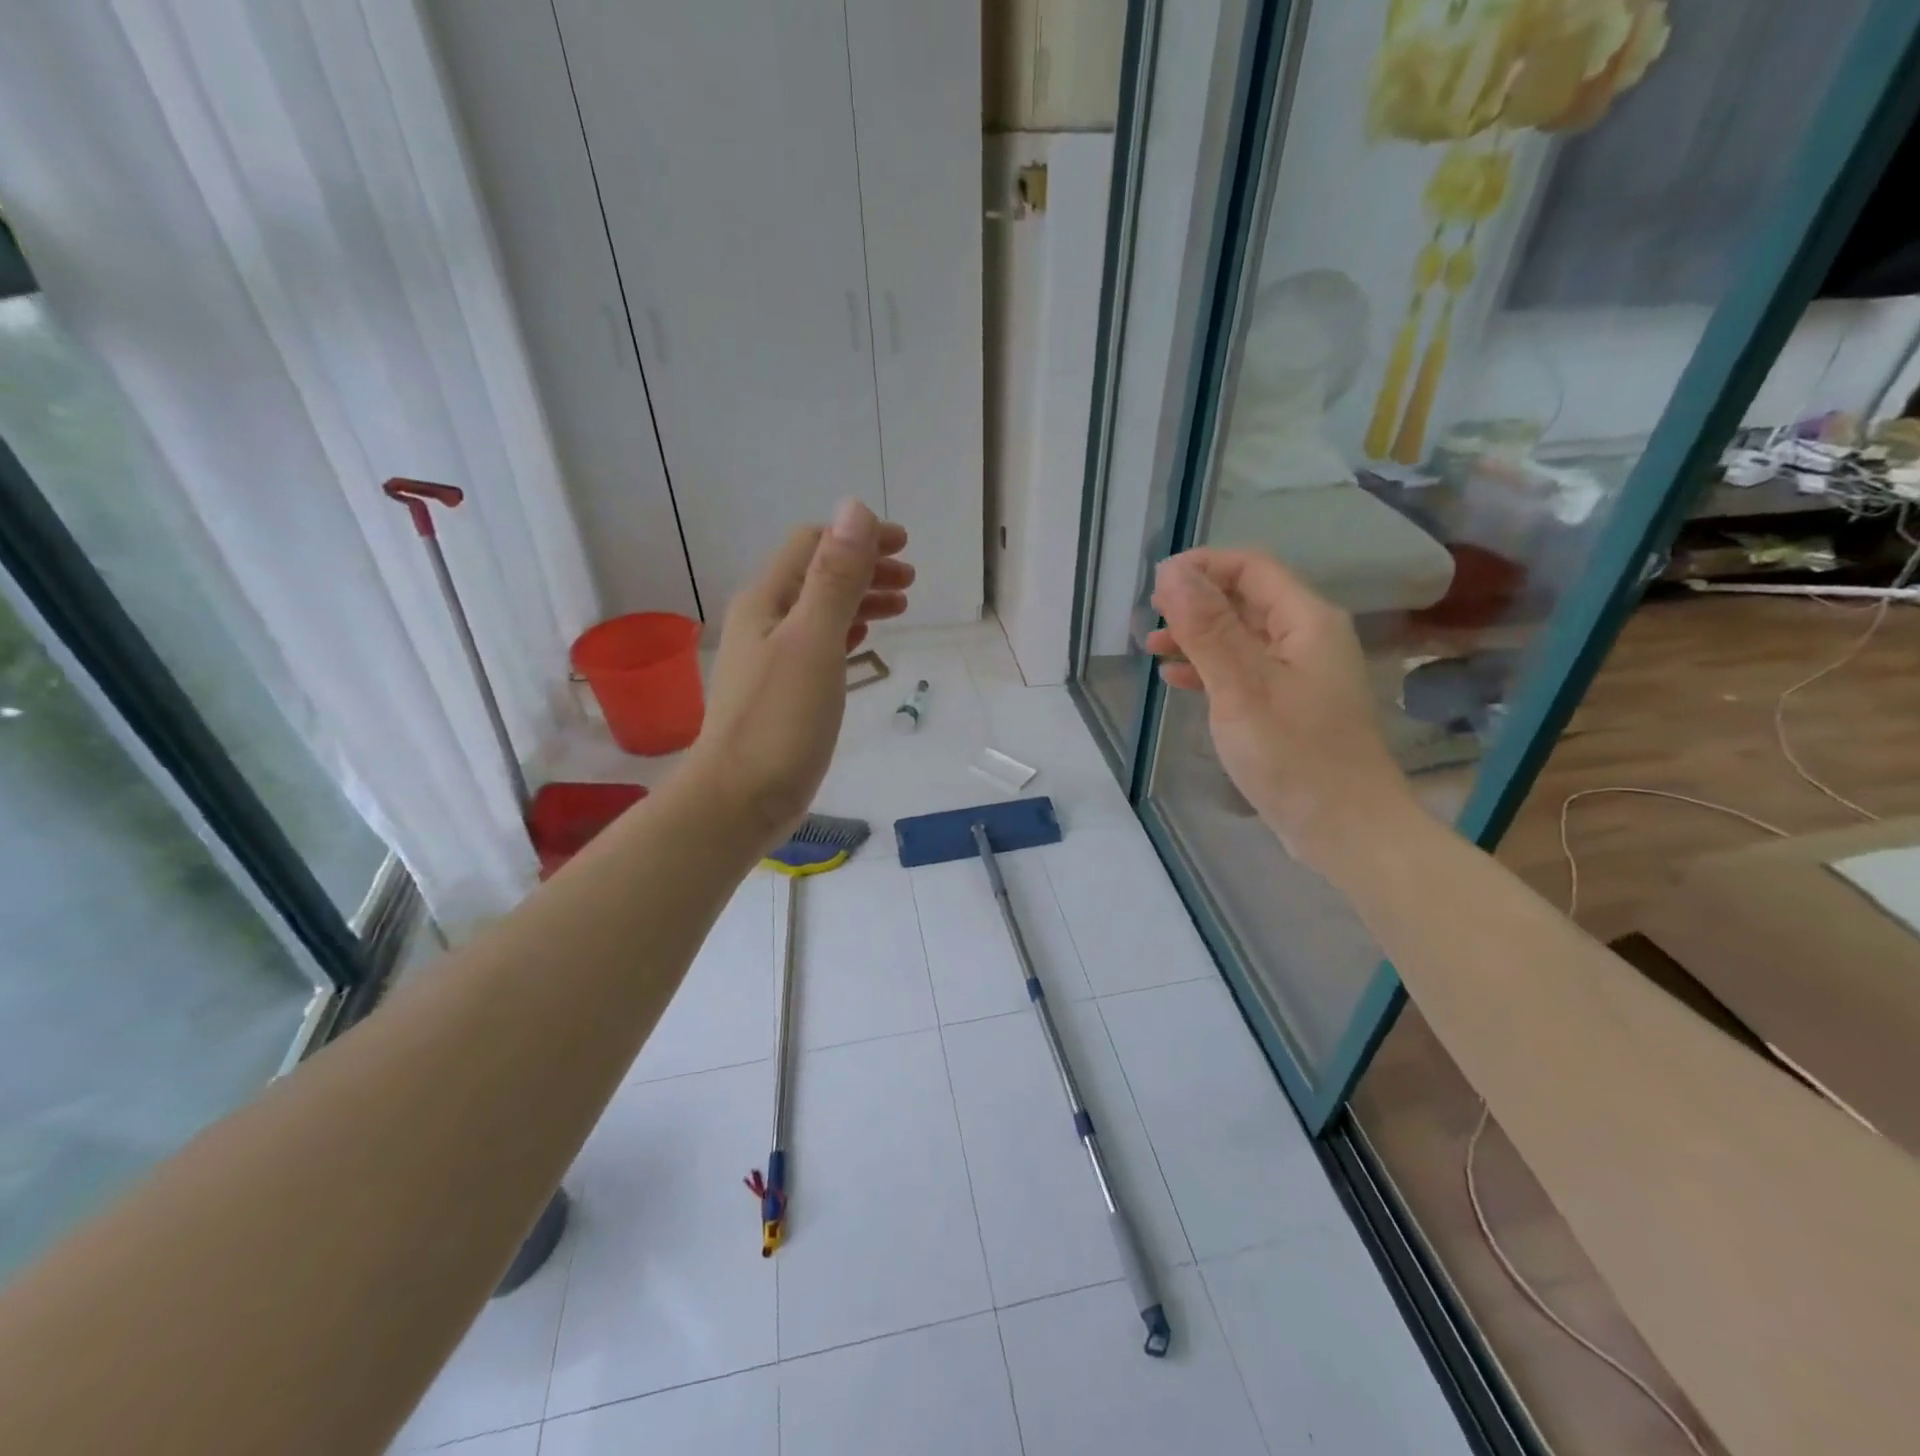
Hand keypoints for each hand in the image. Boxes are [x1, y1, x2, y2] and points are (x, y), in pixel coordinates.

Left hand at [688, 499, 911, 848]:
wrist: (740, 799)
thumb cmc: (780, 720)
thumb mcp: (814, 642)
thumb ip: (835, 578)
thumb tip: (853, 508)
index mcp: (767, 601)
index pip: (812, 545)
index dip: (858, 537)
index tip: (904, 546)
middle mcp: (765, 622)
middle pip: (817, 576)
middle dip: (865, 568)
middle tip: (910, 579)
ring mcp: (772, 659)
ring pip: (821, 612)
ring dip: (860, 600)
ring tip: (901, 606)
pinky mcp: (783, 692)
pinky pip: (819, 645)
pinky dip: (846, 632)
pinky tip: (863, 640)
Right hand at [1146, 548, 1412, 870]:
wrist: (1345, 829)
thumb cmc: (1294, 755)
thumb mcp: (1241, 687)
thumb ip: (1207, 628)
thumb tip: (1172, 572)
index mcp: (1306, 621)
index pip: (1251, 568)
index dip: (1202, 566)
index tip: (1155, 584)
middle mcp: (1307, 639)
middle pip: (1245, 600)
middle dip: (1195, 603)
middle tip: (1148, 619)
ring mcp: (1299, 675)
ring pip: (1241, 637)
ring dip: (1197, 637)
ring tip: (1152, 648)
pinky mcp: (1288, 707)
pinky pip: (1244, 672)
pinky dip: (1209, 670)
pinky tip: (1177, 681)